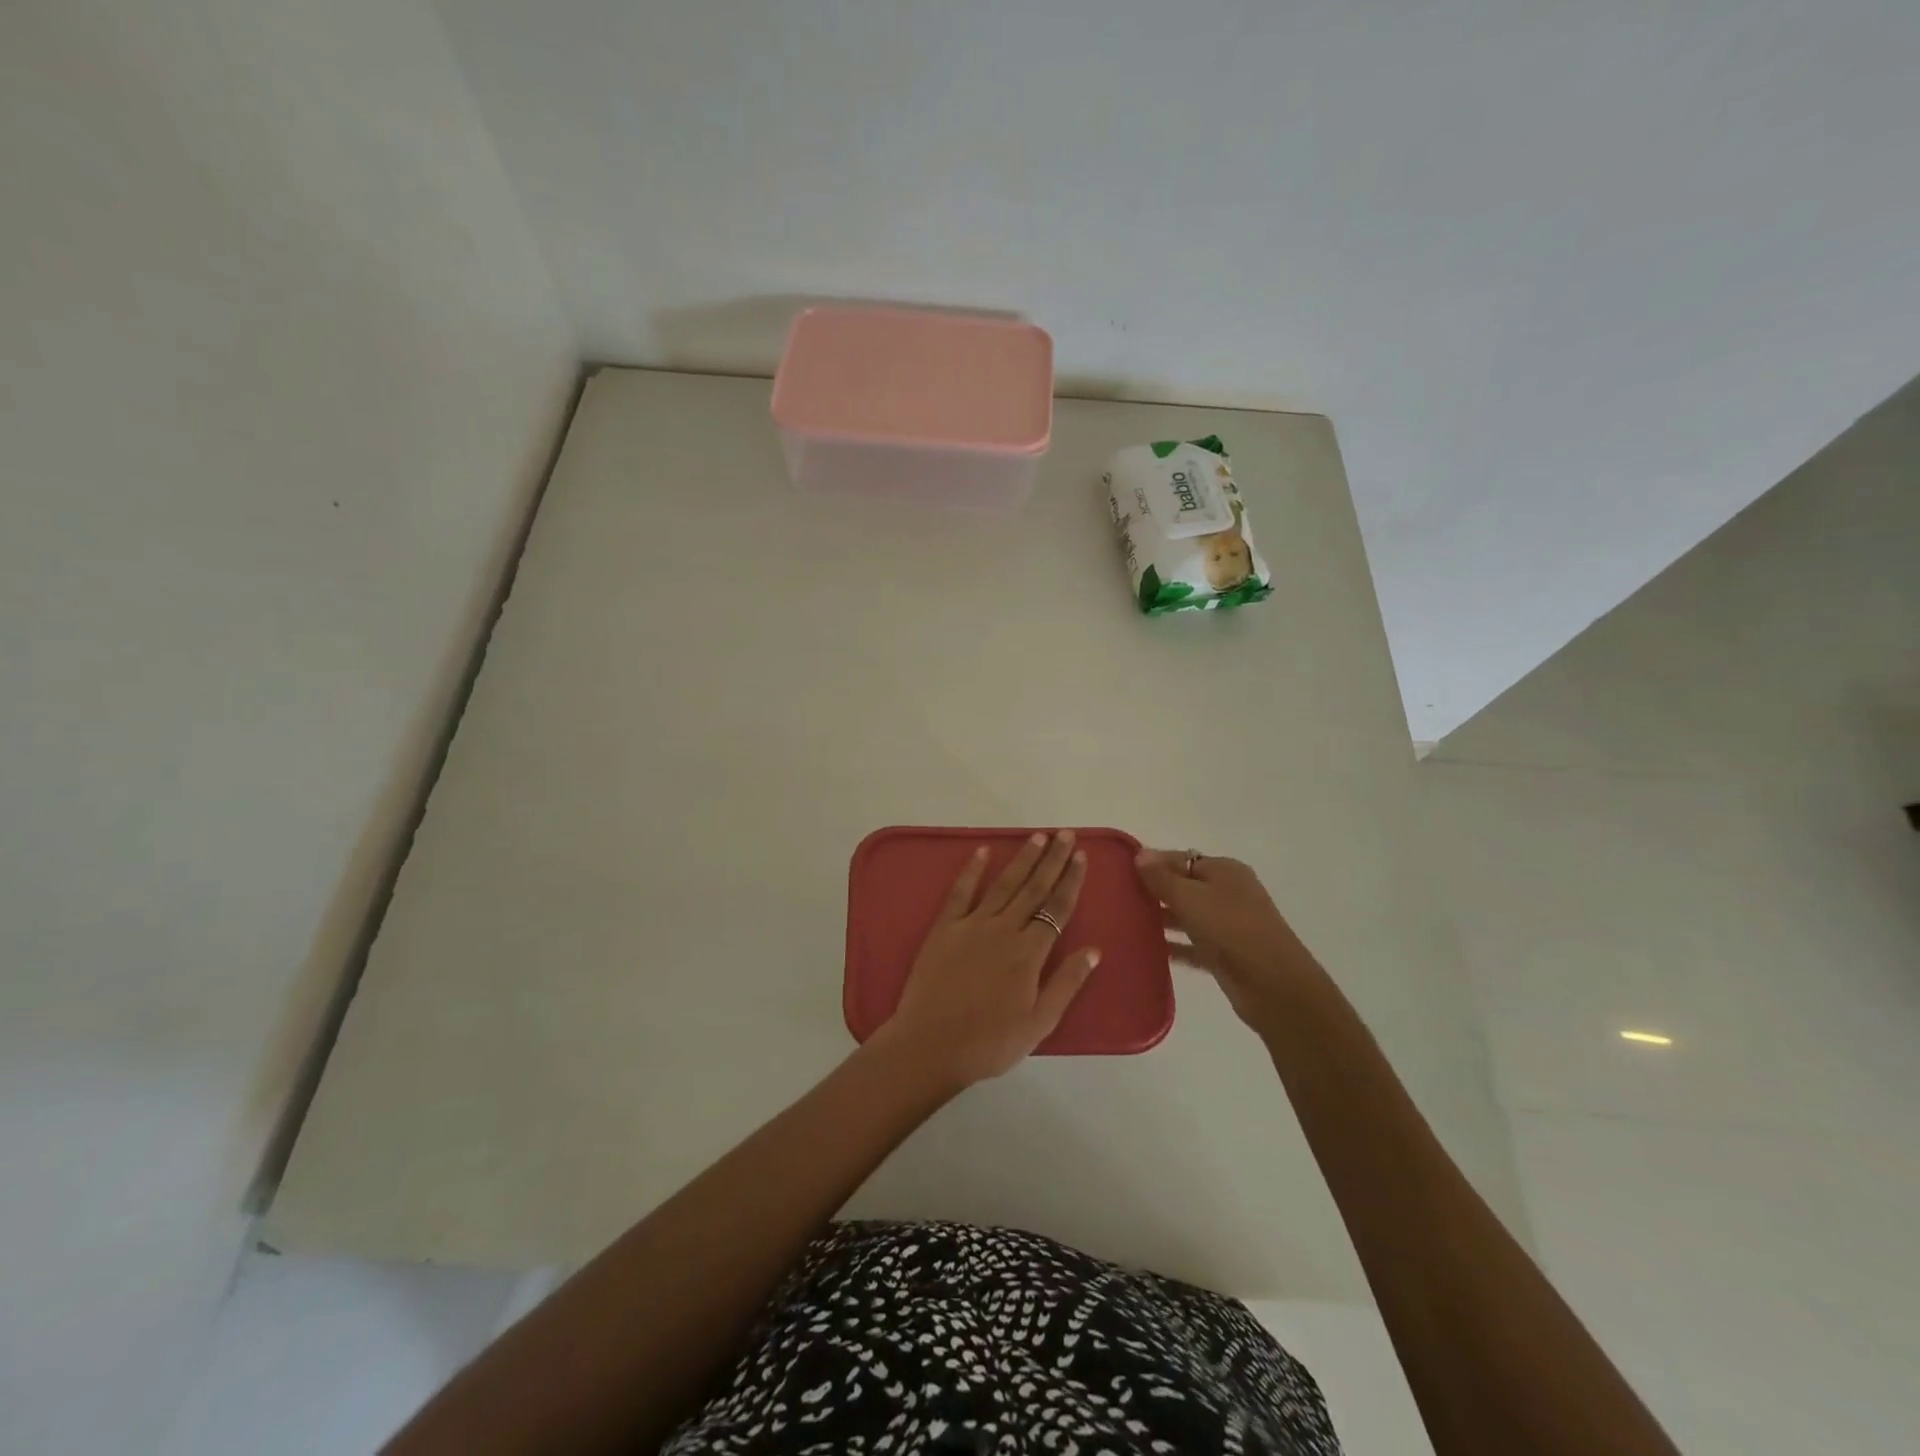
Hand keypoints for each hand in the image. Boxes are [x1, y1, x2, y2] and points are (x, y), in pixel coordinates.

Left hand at [878, 831, 1101, 1086]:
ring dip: (1022, 859)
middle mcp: (1003, 930)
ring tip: (1037, 837)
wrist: (930, 1045)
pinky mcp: (944, 928)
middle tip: (1065, 834)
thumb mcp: (1039, 1023)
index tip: (1081, 857)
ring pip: (1003, 884)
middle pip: (1033, 888)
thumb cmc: (990, 1042)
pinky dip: (972, 870)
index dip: (1070, 881)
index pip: (1056, 909)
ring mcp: (971, 925)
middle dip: (1052, 860)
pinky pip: (960, 892)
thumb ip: (1067, 983)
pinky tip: (982, 852)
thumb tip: (1093, 950)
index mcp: (1029, 953)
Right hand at [1134, 848, 1313, 1027]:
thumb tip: (1140, 854)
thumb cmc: (1231, 929)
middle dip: (1154, 891)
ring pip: (1187, 916)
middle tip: (1117, 898)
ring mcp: (1228, 925)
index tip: (1119, 871)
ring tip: (1125, 922)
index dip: (1152, 862)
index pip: (1181, 858)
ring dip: (1161, 919)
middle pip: (1184, 886)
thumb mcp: (1191, 897)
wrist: (1274, 986)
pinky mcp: (1225, 955)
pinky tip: (1147, 950)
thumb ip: (1163, 877)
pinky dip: (1174, 946)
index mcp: (1224, 871)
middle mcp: (1228, 893)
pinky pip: (1193, 945)